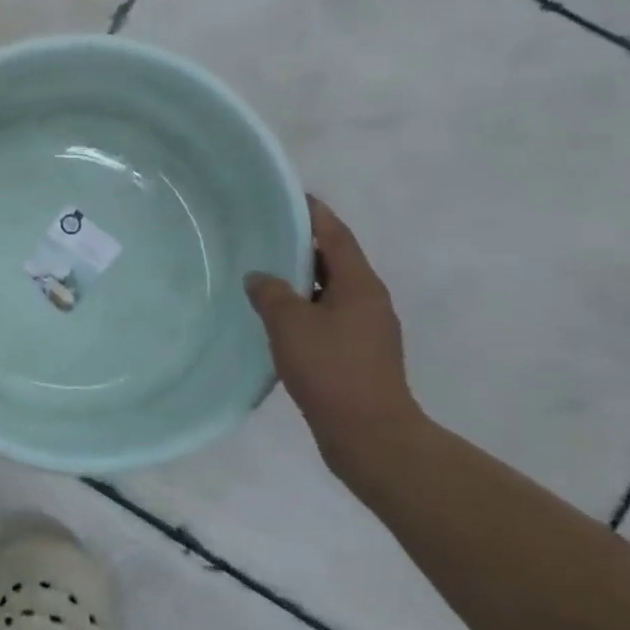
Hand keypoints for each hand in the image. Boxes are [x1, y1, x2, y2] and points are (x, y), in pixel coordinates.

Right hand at [245, 197, 425, 475]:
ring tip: (266, 270)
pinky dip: (305, 306)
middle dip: (305, 244)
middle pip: (336, 260)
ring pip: (331, 290)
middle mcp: (370, 300)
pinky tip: (278, 316)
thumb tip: (260, 277)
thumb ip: (270, 292)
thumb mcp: (289, 324)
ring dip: (303, 278)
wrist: (369, 434)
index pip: (336, 235)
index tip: (290, 195)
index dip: (314, 213)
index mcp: (360, 285)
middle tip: (267, 231)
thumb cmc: (331, 369)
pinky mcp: (359, 353)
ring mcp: (367, 329)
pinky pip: (329, 315)